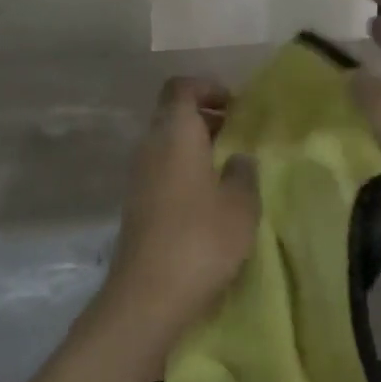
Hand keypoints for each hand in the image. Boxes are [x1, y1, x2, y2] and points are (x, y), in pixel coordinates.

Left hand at [101, 77, 259, 347]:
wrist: (149, 294)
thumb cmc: (202, 239)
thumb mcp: (241, 204)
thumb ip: (244, 172)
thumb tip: (238, 157)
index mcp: (175, 134)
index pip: (181, 88)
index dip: (207, 87)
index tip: (235, 106)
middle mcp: (150, 146)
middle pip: (173, 114)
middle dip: (206, 117)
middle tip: (239, 135)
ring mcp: (138, 176)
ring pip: (167, 143)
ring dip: (196, 145)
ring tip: (230, 167)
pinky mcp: (136, 204)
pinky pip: (162, 169)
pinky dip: (185, 169)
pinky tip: (210, 197)